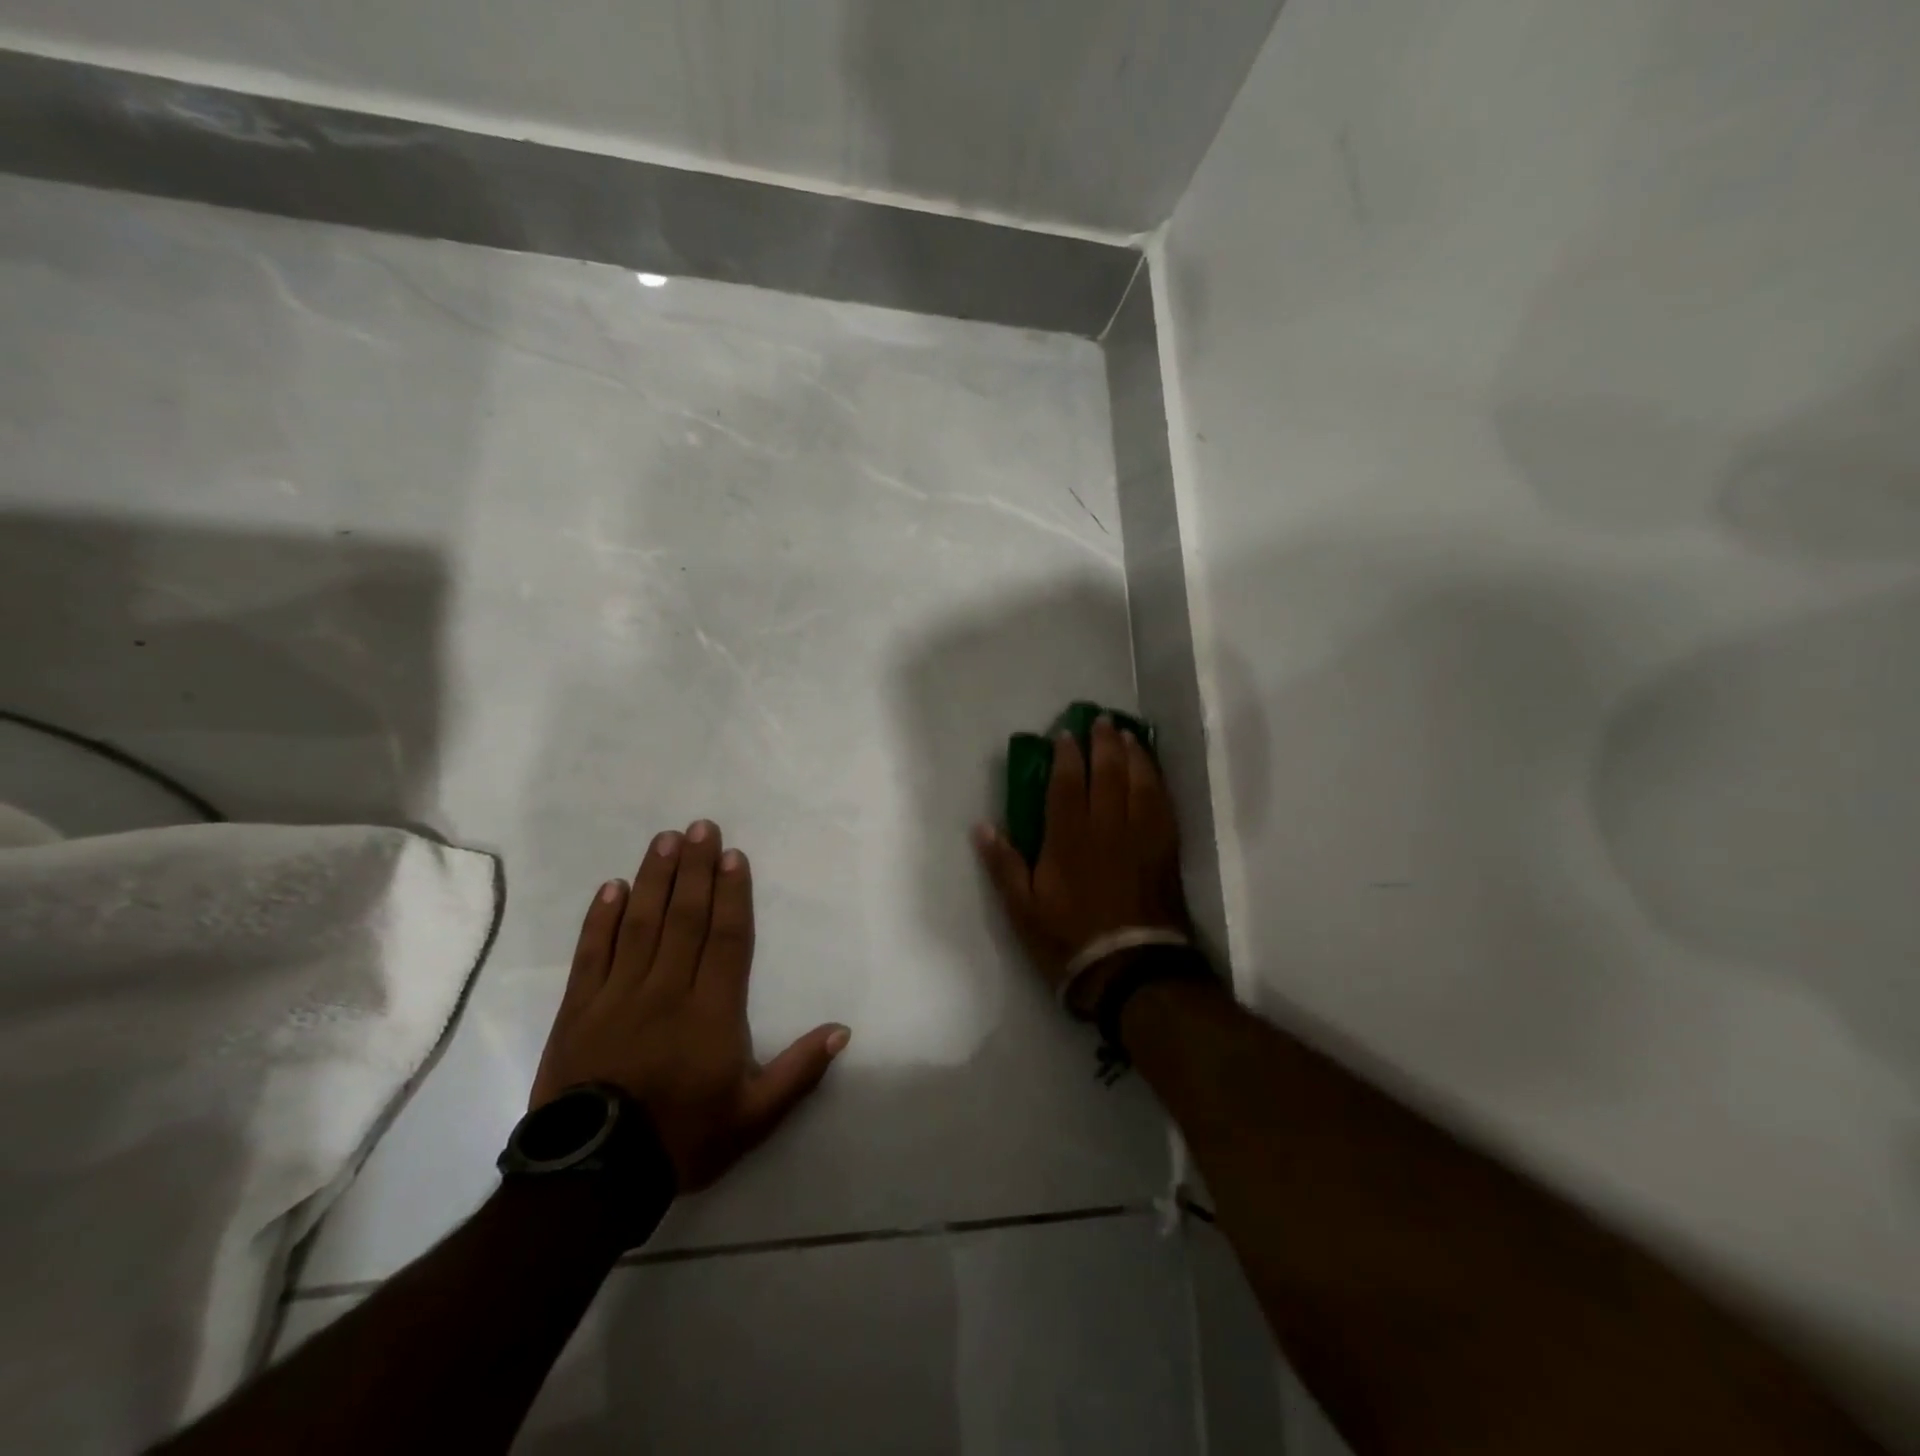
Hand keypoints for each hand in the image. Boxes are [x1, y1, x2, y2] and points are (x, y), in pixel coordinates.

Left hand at [531, 821, 850, 1190]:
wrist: (593, 1178)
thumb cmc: (682, 1139)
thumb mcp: (754, 1116)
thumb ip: (799, 1071)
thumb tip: (842, 1030)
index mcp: (712, 1011)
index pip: (726, 938)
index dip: (732, 894)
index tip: (733, 856)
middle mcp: (667, 990)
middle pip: (685, 918)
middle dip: (695, 869)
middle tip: (701, 827)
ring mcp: (618, 996)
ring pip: (640, 924)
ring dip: (654, 879)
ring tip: (665, 840)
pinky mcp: (579, 1009)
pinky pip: (592, 953)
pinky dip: (601, 918)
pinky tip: (612, 888)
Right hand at [973, 716, 1187, 1012]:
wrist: (1130, 969)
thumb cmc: (1069, 939)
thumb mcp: (1022, 909)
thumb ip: (1004, 865)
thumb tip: (982, 826)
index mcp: (1069, 838)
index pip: (1067, 784)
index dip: (1066, 755)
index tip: (1065, 734)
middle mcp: (1107, 827)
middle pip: (1108, 773)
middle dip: (1104, 743)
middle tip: (1102, 721)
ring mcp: (1140, 837)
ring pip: (1140, 782)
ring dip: (1134, 754)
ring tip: (1129, 736)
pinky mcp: (1164, 850)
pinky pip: (1163, 805)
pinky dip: (1157, 782)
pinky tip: (1154, 773)